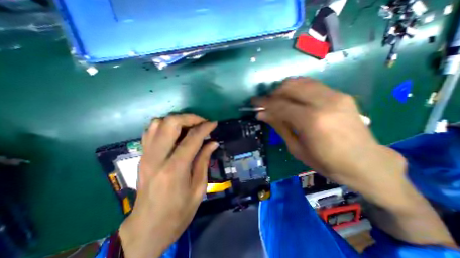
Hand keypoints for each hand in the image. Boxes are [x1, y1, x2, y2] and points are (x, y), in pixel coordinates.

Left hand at [118, 114, 218, 257]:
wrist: (146, 229)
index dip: (205, 127)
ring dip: (177, 120)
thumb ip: (204, 161)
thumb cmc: (178, 213)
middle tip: (202, 123)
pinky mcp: (142, 156)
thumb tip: (213, 143)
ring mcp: (146, 156)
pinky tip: (175, 133)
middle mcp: (157, 158)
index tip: (214, 123)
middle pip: (170, 123)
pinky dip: (165, 126)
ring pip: (158, 123)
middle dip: (189, 118)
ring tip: (190, 127)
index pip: (192, 138)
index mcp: (175, 170)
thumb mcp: (198, 189)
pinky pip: (150, 131)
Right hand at [251, 76, 404, 197]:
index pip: (280, 105)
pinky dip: (298, 89)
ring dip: (285, 89)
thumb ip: (279, 126)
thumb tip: (262, 114)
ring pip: (301, 81)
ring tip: (279, 100)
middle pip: (290, 86)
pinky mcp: (340, 95)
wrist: (366, 163)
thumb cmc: (326, 162)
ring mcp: (335, 96)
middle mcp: (324, 103)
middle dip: (274, 92)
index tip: (254, 103)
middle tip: (267, 103)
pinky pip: (312, 85)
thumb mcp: (296, 148)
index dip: (264, 103)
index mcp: (311, 121)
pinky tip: (294, 99)